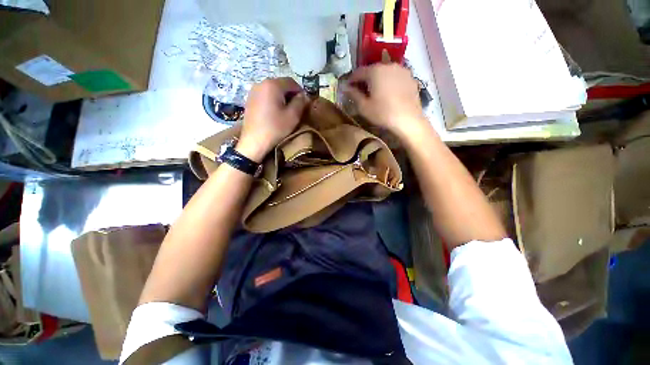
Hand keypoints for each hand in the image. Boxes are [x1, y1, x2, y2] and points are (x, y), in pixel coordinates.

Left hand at [236, 78, 308, 162]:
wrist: (254, 142)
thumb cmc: (275, 128)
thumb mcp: (293, 116)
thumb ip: (300, 102)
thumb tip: (304, 95)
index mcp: (273, 85)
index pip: (291, 82)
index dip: (300, 91)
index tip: (304, 103)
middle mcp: (261, 83)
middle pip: (281, 84)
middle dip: (291, 94)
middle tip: (296, 108)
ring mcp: (253, 91)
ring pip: (273, 90)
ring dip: (282, 98)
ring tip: (285, 111)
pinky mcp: (249, 99)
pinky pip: (265, 95)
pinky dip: (273, 100)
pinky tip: (274, 112)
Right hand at [344, 63, 428, 139]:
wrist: (408, 120)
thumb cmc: (383, 113)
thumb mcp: (364, 107)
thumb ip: (353, 95)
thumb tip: (345, 88)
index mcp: (375, 71)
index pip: (358, 72)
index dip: (351, 80)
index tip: (348, 87)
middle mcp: (389, 65)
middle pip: (372, 70)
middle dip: (365, 79)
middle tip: (361, 91)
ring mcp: (402, 70)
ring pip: (384, 72)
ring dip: (377, 80)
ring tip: (375, 92)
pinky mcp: (410, 78)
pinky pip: (395, 77)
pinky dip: (389, 82)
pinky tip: (388, 93)